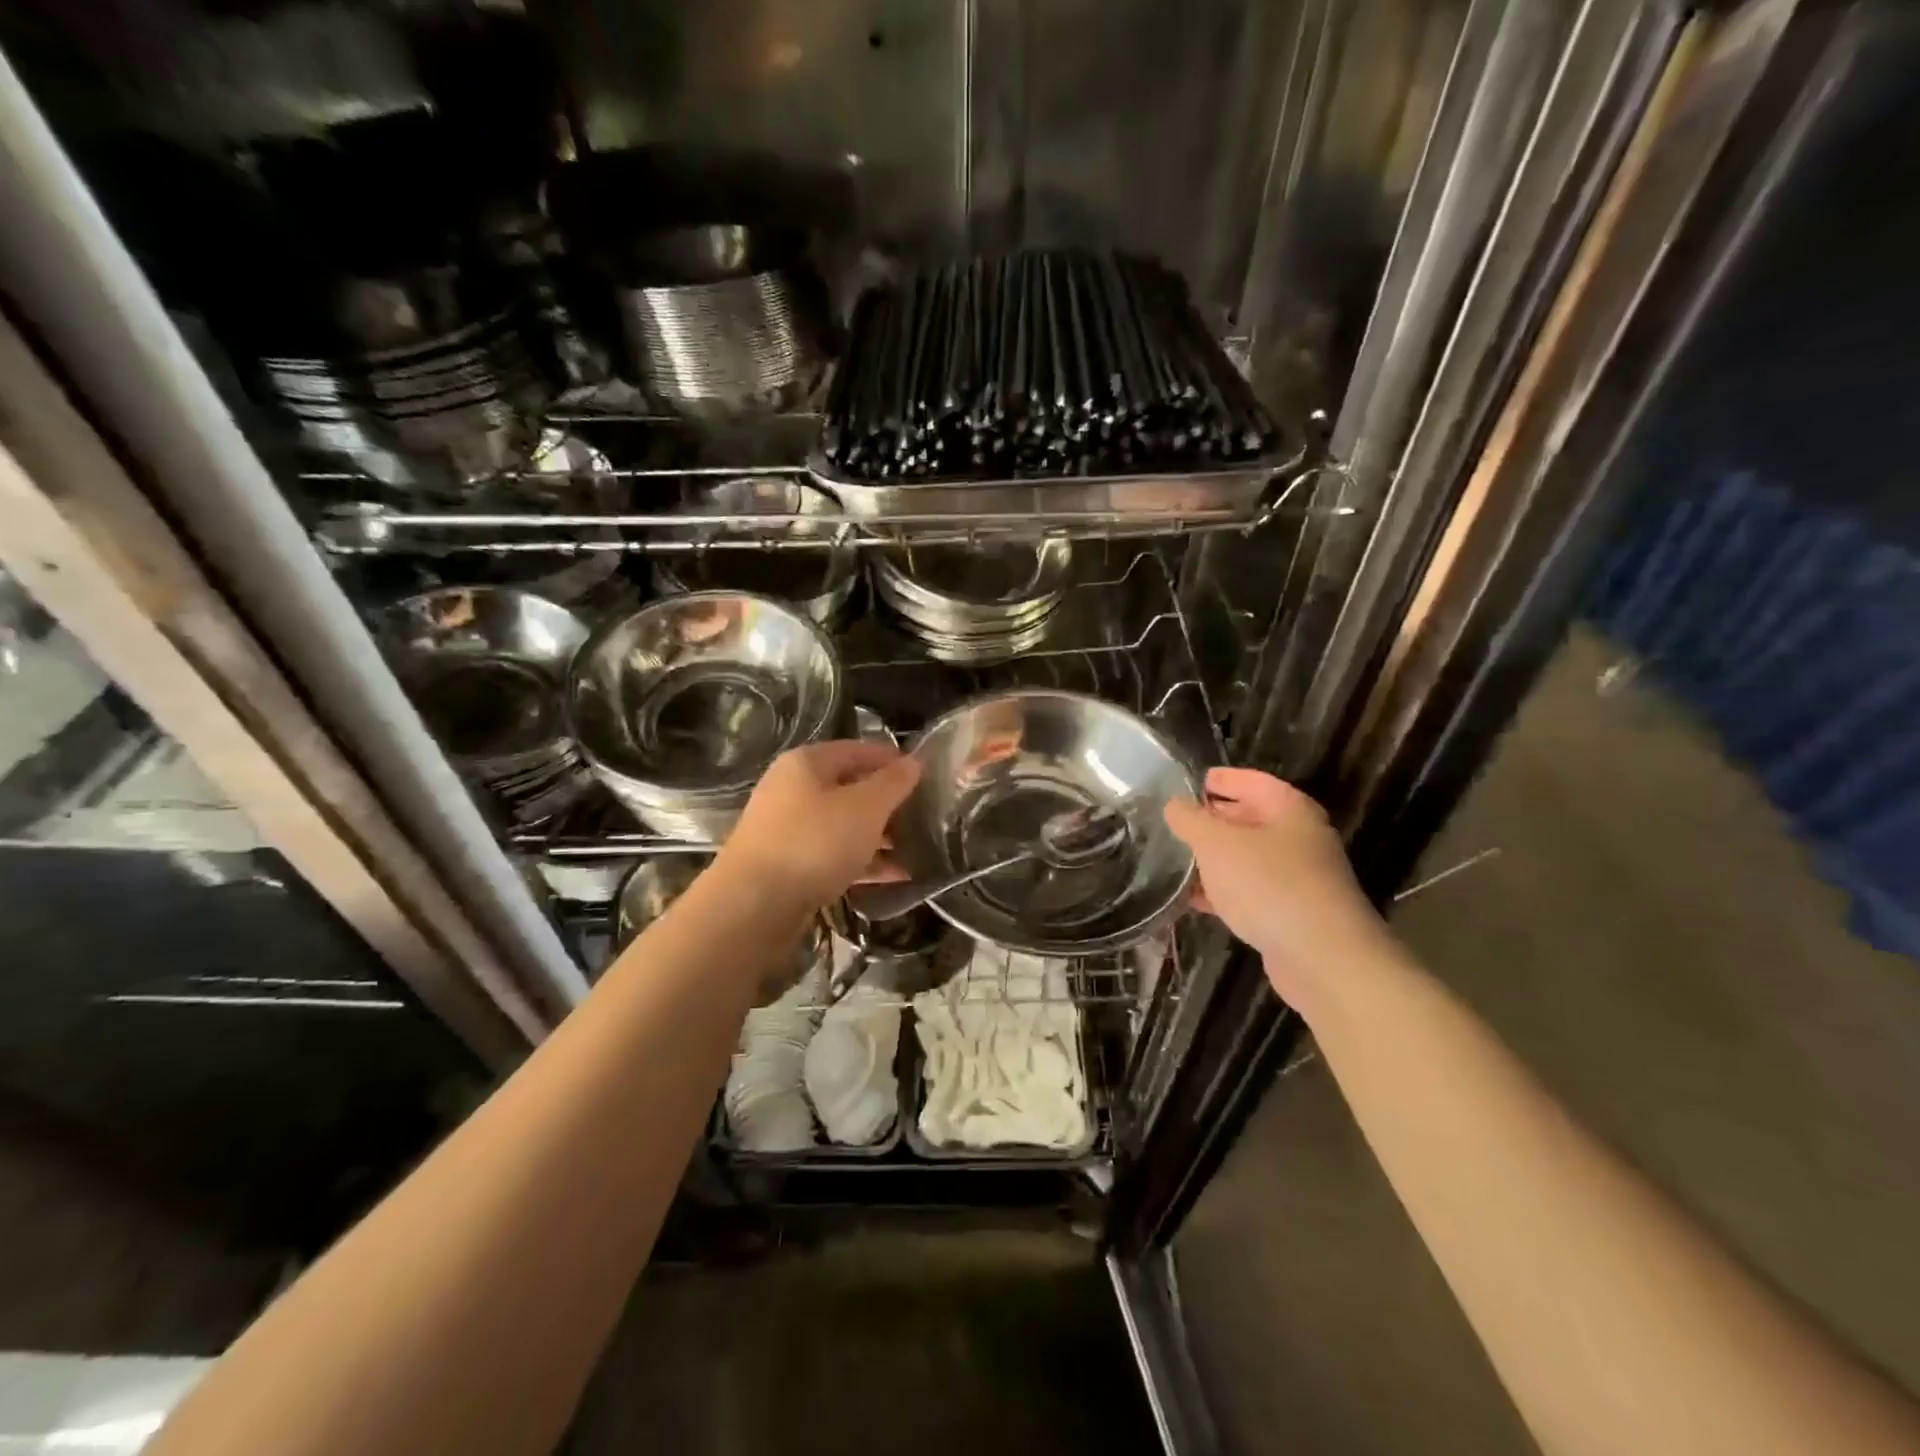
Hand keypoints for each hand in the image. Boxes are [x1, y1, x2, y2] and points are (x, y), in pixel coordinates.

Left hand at [719, 740, 920, 911]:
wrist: (753, 905)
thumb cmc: (814, 842)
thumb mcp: (865, 807)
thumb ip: (892, 783)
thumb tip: (913, 762)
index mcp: (807, 763)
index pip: (859, 749)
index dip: (893, 759)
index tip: (927, 775)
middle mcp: (793, 790)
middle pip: (850, 787)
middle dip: (888, 802)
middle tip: (925, 815)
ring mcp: (788, 829)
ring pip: (844, 824)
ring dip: (880, 835)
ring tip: (918, 847)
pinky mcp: (790, 865)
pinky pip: (835, 855)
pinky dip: (864, 862)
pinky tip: (897, 876)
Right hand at [1163, 767, 1390, 1012]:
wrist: (1323, 958)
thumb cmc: (1268, 885)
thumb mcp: (1216, 844)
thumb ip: (1190, 819)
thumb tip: (1174, 805)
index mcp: (1289, 809)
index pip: (1251, 780)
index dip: (1220, 779)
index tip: (1188, 782)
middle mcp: (1299, 838)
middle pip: (1250, 819)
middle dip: (1213, 820)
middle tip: (1174, 822)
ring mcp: (1298, 878)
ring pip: (1248, 859)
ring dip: (1214, 859)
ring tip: (1174, 860)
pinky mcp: (1291, 914)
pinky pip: (1250, 892)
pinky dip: (1223, 891)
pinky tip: (1192, 900)